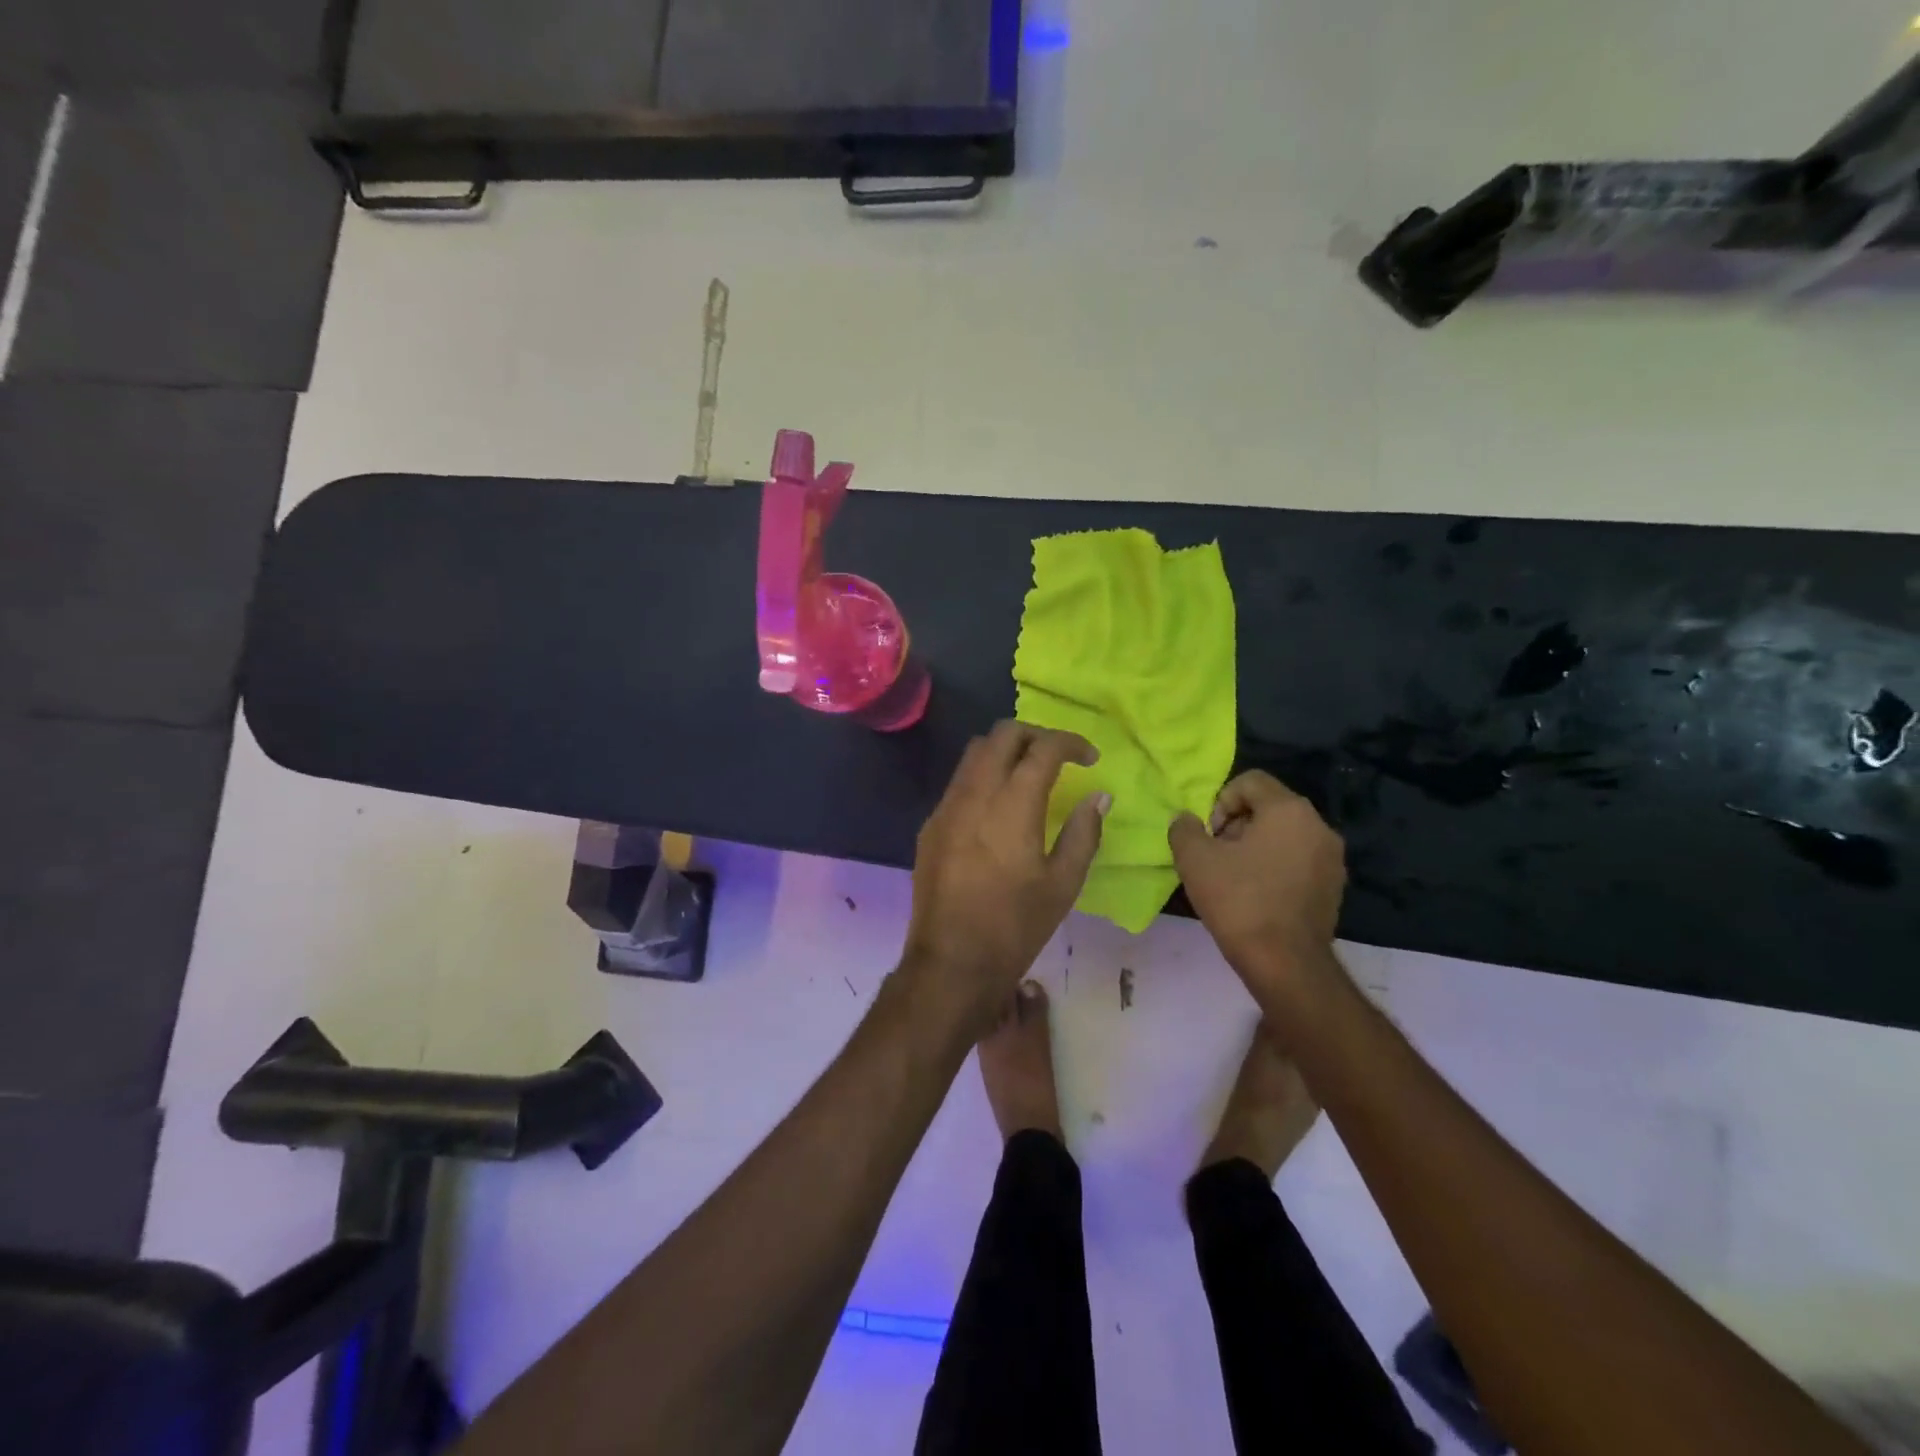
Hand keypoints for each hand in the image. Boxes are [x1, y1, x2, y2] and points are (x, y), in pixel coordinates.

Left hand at [901, 721, 1109, 1037]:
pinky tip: (997, 807)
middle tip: (1058, 757)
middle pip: (1002, 734)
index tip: (1090, 757)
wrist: (951, 960)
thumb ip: (1083, 833)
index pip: (1043, 748)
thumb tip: (1098, 797)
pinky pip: (959, 782)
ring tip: (1028, 775)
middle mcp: (975, 793)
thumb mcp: (1063, 884)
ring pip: (974, 753)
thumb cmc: (1015, 925)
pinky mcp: (931, 824)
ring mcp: (947, 806)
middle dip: (1035, 734)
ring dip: (1005, 751)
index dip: (1071, 742)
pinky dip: (983, 776)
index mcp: (1013, 804)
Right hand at [1169, 771, 1346, 1012]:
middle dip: (1237, 825)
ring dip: (1255, 847)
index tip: (1210, 835)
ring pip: (1284, 835)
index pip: (1251, 781)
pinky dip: (1275, 868)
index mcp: (1289, 810)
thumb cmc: (1239, 901)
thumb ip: (1184, 828)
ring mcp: (1332, 859)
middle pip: (1269, 807)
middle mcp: (1319, 826)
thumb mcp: (1194, 859)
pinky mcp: (1334, 888)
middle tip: (1217, 856)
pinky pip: (1298, 861)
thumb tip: (1186, 820)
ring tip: (1233, 879)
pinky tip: (1256, 897)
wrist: (1286, 964)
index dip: (1220, 801)